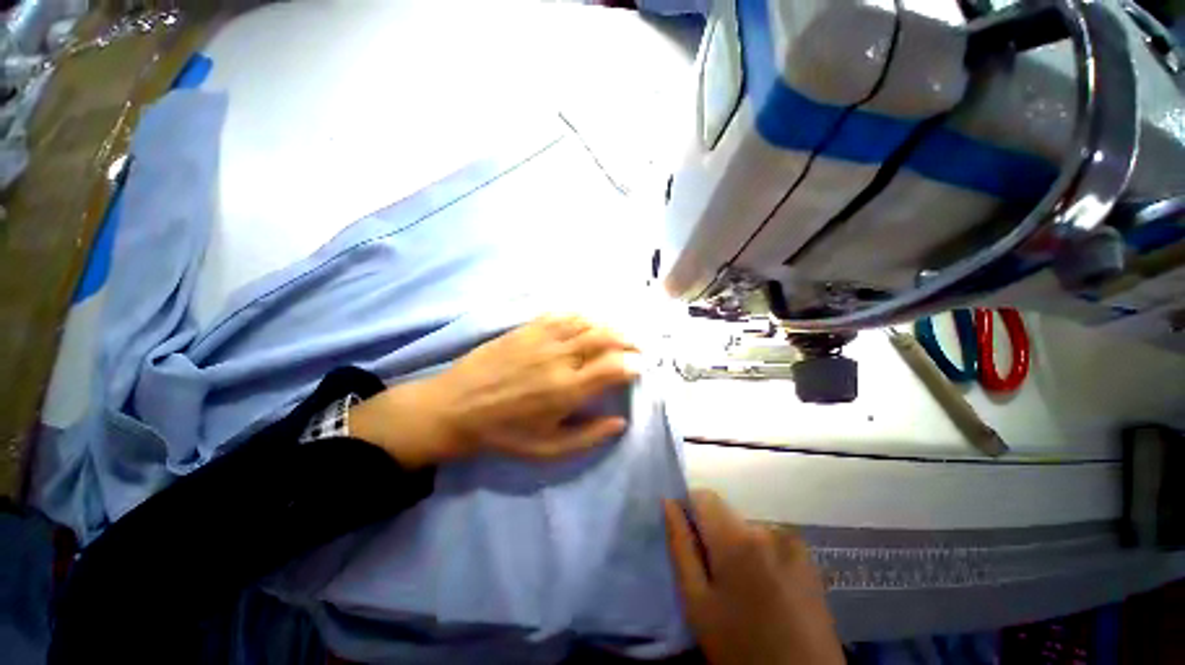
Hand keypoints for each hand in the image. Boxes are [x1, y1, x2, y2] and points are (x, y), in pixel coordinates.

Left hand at [350, 315, 640, 466]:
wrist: (455, 407)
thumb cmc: (504, 433)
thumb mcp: (548, 449)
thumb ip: (588, 436)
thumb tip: (620, 421)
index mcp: (567, 390)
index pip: (614, 367)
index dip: (634, 364)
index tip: (640, 367)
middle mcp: (560, 358)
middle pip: (606, 338)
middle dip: (629, 341)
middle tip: (637, 347)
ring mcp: (543, 338)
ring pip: (588, 323)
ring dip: (610, 326)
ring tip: (619, 334)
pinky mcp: (528, 328)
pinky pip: (563, 315)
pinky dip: (583, 317)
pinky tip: (588, 322)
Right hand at [664, 491, 843, 664]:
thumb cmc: (740, 647)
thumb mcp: (697, 603)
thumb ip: (680, 546)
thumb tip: (668, 503)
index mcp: (737, 538)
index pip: (703, 496)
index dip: (688, 510)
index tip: (687, 539)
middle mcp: (767, 529)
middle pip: (725, 513)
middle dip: (713, 534)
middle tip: (713, 575)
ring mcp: (792, 542)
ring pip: (746, 527)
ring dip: (736, 545)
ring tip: (741, 587)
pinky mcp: (807, 557)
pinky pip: (769, 540)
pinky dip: (759, 554)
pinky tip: (764, 588)